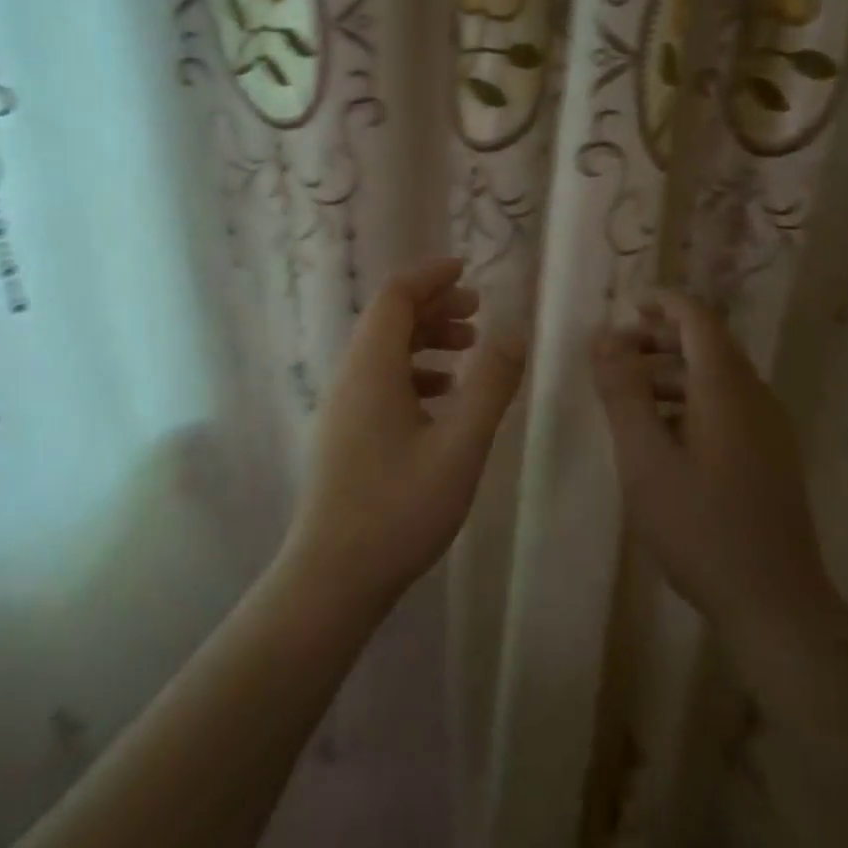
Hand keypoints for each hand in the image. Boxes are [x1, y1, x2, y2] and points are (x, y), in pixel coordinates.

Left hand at [282, 257, 525, 614]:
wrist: (332, 578)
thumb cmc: (399, 508)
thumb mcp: (460, 445)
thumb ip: (491, 384)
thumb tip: (515, 330)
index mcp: (372, 366)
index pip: (396, 295)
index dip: (431, 275)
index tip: (467, 270)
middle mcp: (350, 375)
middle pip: (389, 318)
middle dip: (433, 305)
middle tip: (477, 311)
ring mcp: (342, 405)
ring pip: (384, 350)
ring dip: (425, 338)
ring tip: (468, 348)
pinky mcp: (343, 432)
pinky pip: (379, 379)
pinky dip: (413, 371)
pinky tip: (443, 396)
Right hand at [593, 291, 847, 665]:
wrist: (777, 607)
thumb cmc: (701, 527)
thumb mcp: (645, 458)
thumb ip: (623, 393)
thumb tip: (604, 338)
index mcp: (726, 389)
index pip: (698, 319)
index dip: (664, 302)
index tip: (627, 304)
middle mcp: (754, 398)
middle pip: (708, 345)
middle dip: (659, 339)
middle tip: (614, 354)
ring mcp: (768, 430)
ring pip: (716, 377)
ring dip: (671, 372)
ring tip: (628, 394)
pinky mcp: (770, 458)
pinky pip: (726, 406)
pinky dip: (689, 400)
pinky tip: (660, 435)